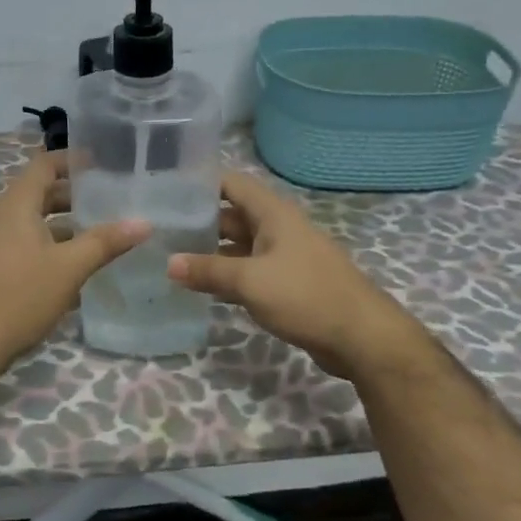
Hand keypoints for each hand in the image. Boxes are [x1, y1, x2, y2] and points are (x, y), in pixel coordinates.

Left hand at [0, 152, 150, 370]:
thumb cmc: (20, 295)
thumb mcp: (69, 267)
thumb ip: (106, 242)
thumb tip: (144, 223)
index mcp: (16, 204)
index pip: (45, 164)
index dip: (73, 160)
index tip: (104, 163)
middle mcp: (2, 216)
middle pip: (42, 193)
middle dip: (76, 195)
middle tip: (113, 199)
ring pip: (36, 222)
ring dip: (67, 225)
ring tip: (104, 232)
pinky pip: (28, 244)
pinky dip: (54, 247)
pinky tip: (80, 268)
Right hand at [167, 171, 421, 379]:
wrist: (362, 337)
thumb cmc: (306, 296)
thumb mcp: (250, 281)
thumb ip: (208, 270)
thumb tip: (169, 263)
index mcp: (273, 214)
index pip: (231, 183)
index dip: (200, 183)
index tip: (165, 191)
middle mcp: (278, 228)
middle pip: (231, 215)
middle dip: (198, 222)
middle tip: (158, 231)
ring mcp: (284, 256)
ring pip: (239, 246)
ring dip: (210, 252)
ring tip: (170, 259)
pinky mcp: (287, 283)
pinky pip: (250, 271)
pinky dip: (227, 276)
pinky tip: (201, 289)